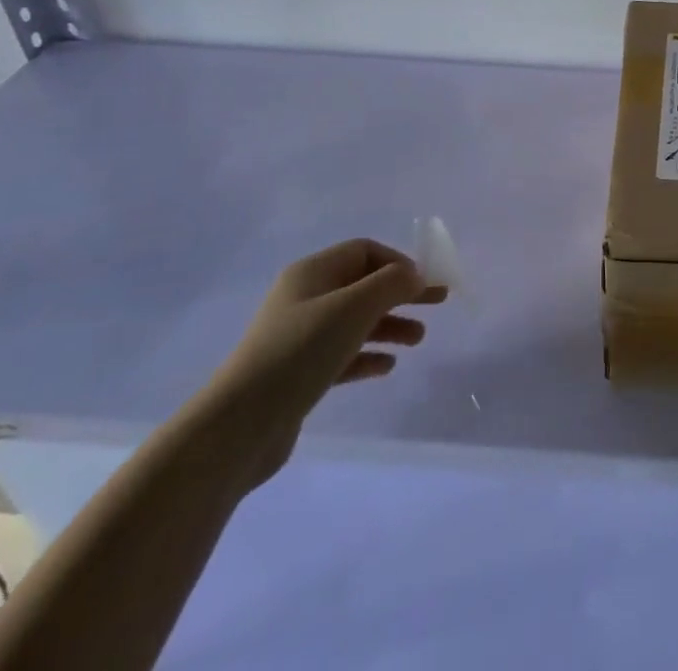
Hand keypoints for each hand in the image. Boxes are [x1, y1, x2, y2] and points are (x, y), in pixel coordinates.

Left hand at [189, 239, 445, 490]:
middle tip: (438, 303)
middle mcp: (305, 298)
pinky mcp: (298, 374)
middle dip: (402, 293)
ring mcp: (300, 337)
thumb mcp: (354, 307)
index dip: (399, 262)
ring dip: (390, 325)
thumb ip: (392, 283)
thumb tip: (414, 276)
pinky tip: (387, 366)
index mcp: (312, 273)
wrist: (239, 426)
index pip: (365, 251)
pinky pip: (342, 354)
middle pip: (364, 285)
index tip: (425, 283)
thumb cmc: (301, 351)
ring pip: (356, 321)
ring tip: (418, 340)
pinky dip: (368, 355)